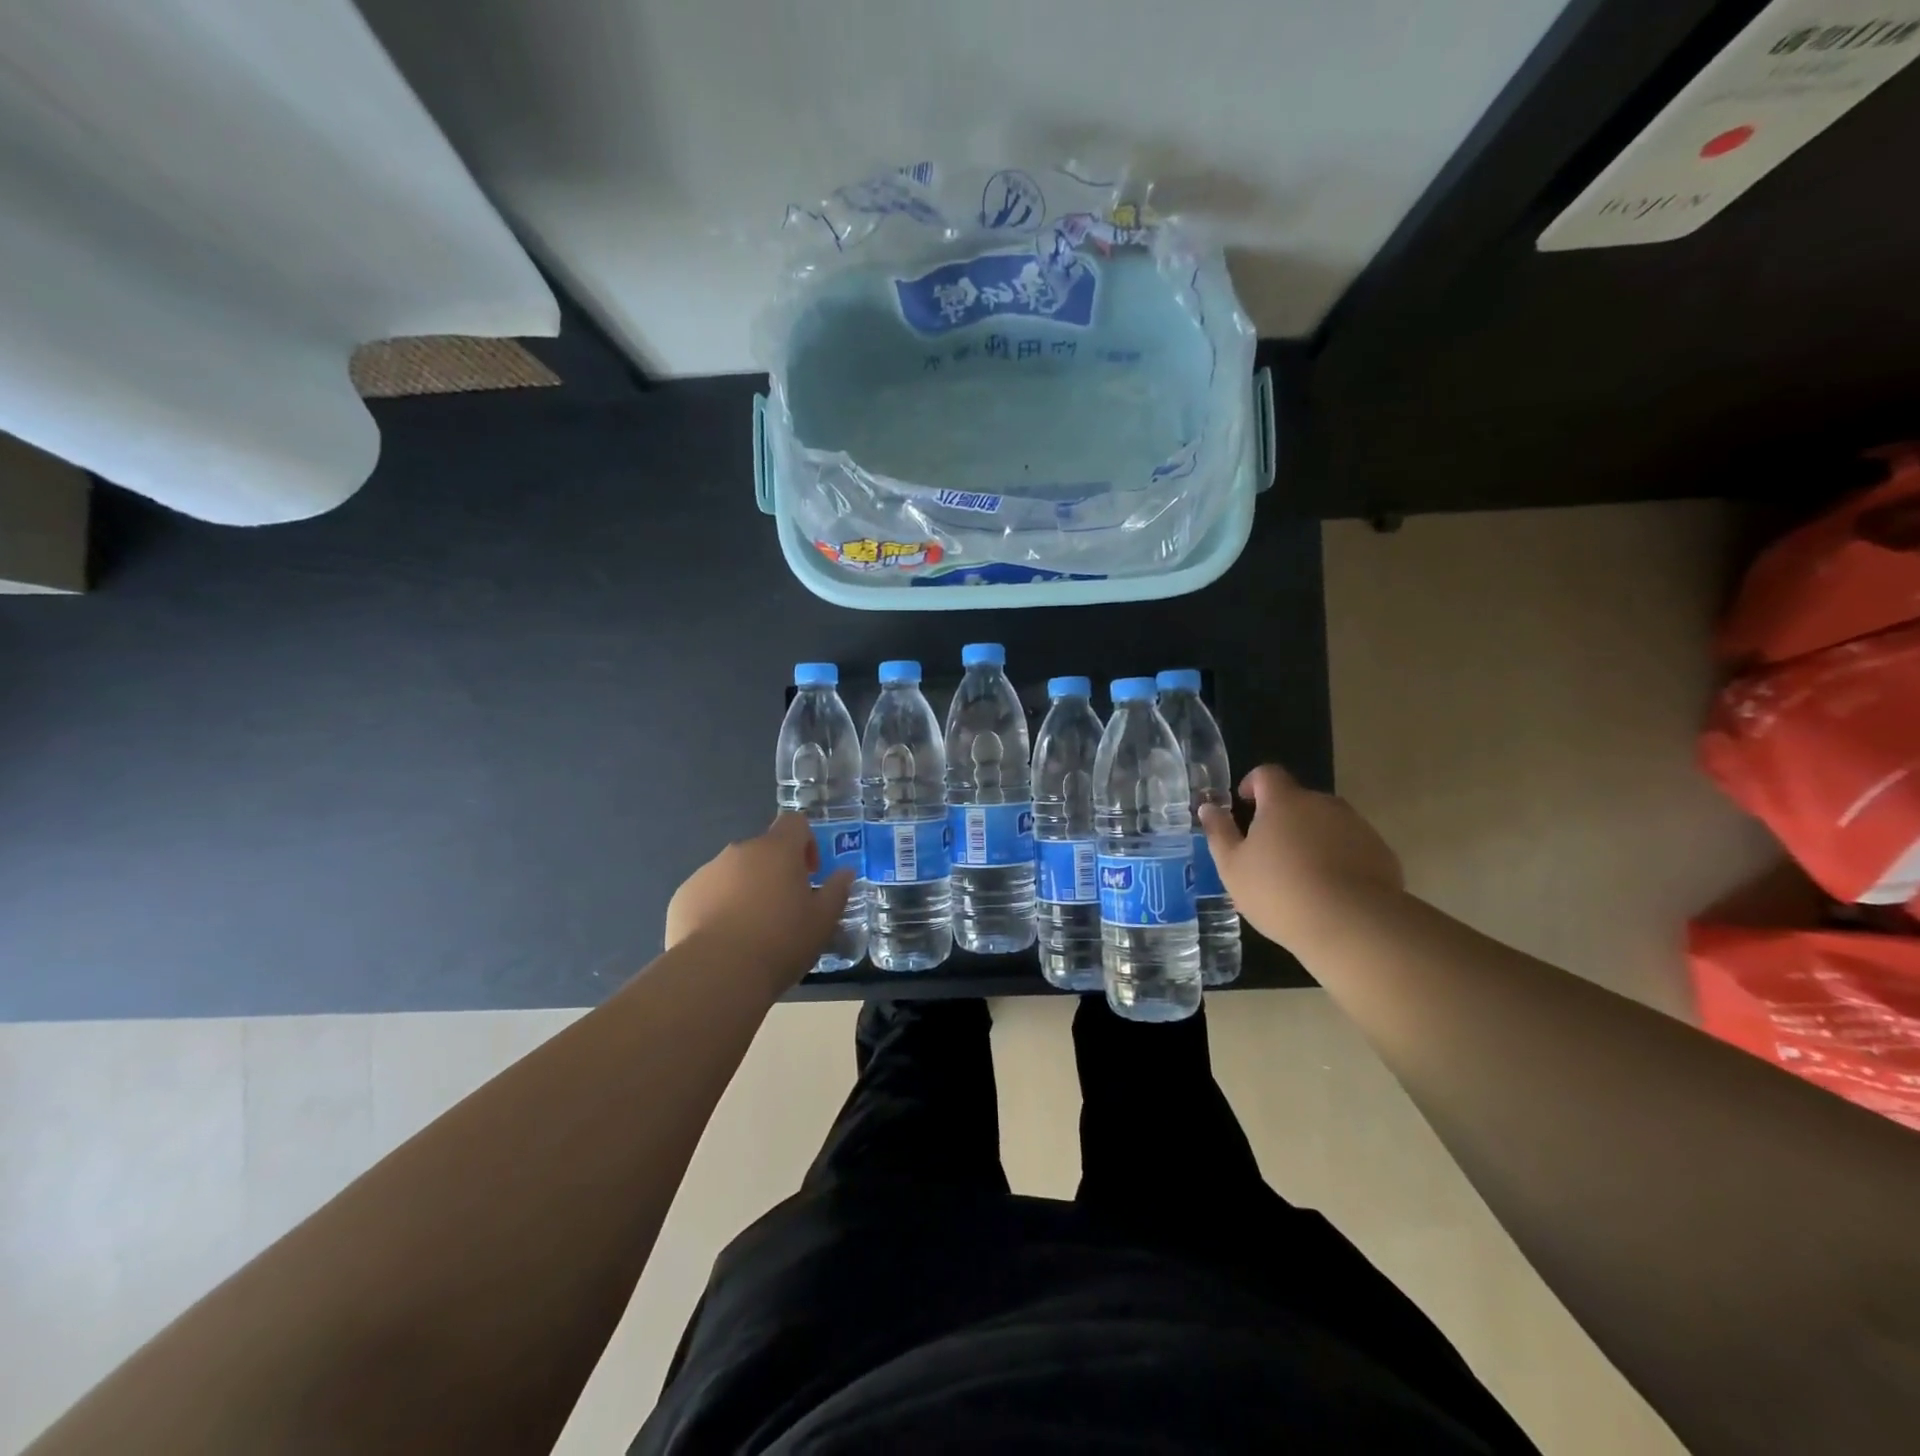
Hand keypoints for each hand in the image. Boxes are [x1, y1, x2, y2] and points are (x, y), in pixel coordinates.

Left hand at [666, 813, 855, 986]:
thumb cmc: (780, 942)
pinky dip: (717, 908)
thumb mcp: (823, 921)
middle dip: (774, 873)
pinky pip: (707, 894)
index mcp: (777, 850)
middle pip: (763, 851)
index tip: (809, 875)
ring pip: (733, 873)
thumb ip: (837, 891)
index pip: (795, 822)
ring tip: (750, 932)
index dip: (805, 843)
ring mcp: (707, 872)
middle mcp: (740, 851)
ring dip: (745, 891)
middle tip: (783, 910)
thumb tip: (844, 873)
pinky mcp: (683, 896)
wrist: (716, 974)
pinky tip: (723, 942)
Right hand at [1199, 764, 1403, 946]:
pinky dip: (1338, 859)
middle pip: (1298, 801)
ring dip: (1311, 839)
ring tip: (1300, 877)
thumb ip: (1219, 832)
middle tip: (1268, 854)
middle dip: (1282, 819)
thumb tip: (1208, 807)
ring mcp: (1357, 827)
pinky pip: (1351, 847)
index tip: (1244, 805)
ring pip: (1326, 824)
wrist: (1353, 925)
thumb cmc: (1280, 891)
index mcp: (1284, 801)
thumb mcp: (1233, 867)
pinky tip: (1329, 892)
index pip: (1267, 774)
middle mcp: (1323, 804)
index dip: (1253, 784)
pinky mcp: (1381, 853)